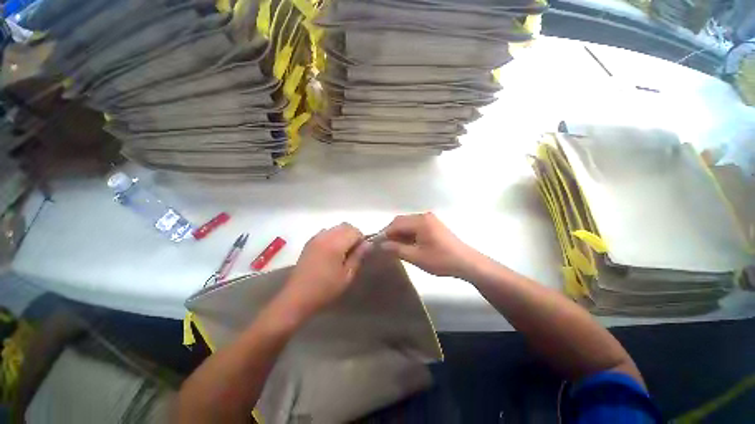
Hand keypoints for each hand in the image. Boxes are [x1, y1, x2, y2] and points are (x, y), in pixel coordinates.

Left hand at [279, 223, 369, 319]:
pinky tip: (331, 251)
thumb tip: (368, 243)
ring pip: (336, 227)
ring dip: (343, 234)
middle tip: (354, 251)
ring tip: (342, 251)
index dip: (362, 239)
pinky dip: (333, 236)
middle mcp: (325, 236)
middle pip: (346, 226)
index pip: (355, 231)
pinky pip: (326, 232)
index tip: (361, 251)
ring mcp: (316, 238)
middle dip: (353, 234)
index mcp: (335, 244)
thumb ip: (358, 256)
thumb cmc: (325, 289)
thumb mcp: (346, 275)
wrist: (297, 296)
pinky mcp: (309, 242)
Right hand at [379, 212, 481, 278]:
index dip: (384, 233)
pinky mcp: (433, 225)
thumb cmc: (442, 260)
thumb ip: (397, 249)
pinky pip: (415, 226)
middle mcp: (424, 216)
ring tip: (393, 247)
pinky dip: (407, 234)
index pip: (396, 224)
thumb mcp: (416, 257)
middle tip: (384, 246)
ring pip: (407, 224)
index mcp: (420, 221)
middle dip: (391, 233)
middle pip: (401, 221)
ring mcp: (429, 219)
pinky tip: (405, 244)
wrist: (467, 263)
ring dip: (399, 233)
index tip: (376, 244)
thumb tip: (381, 245)